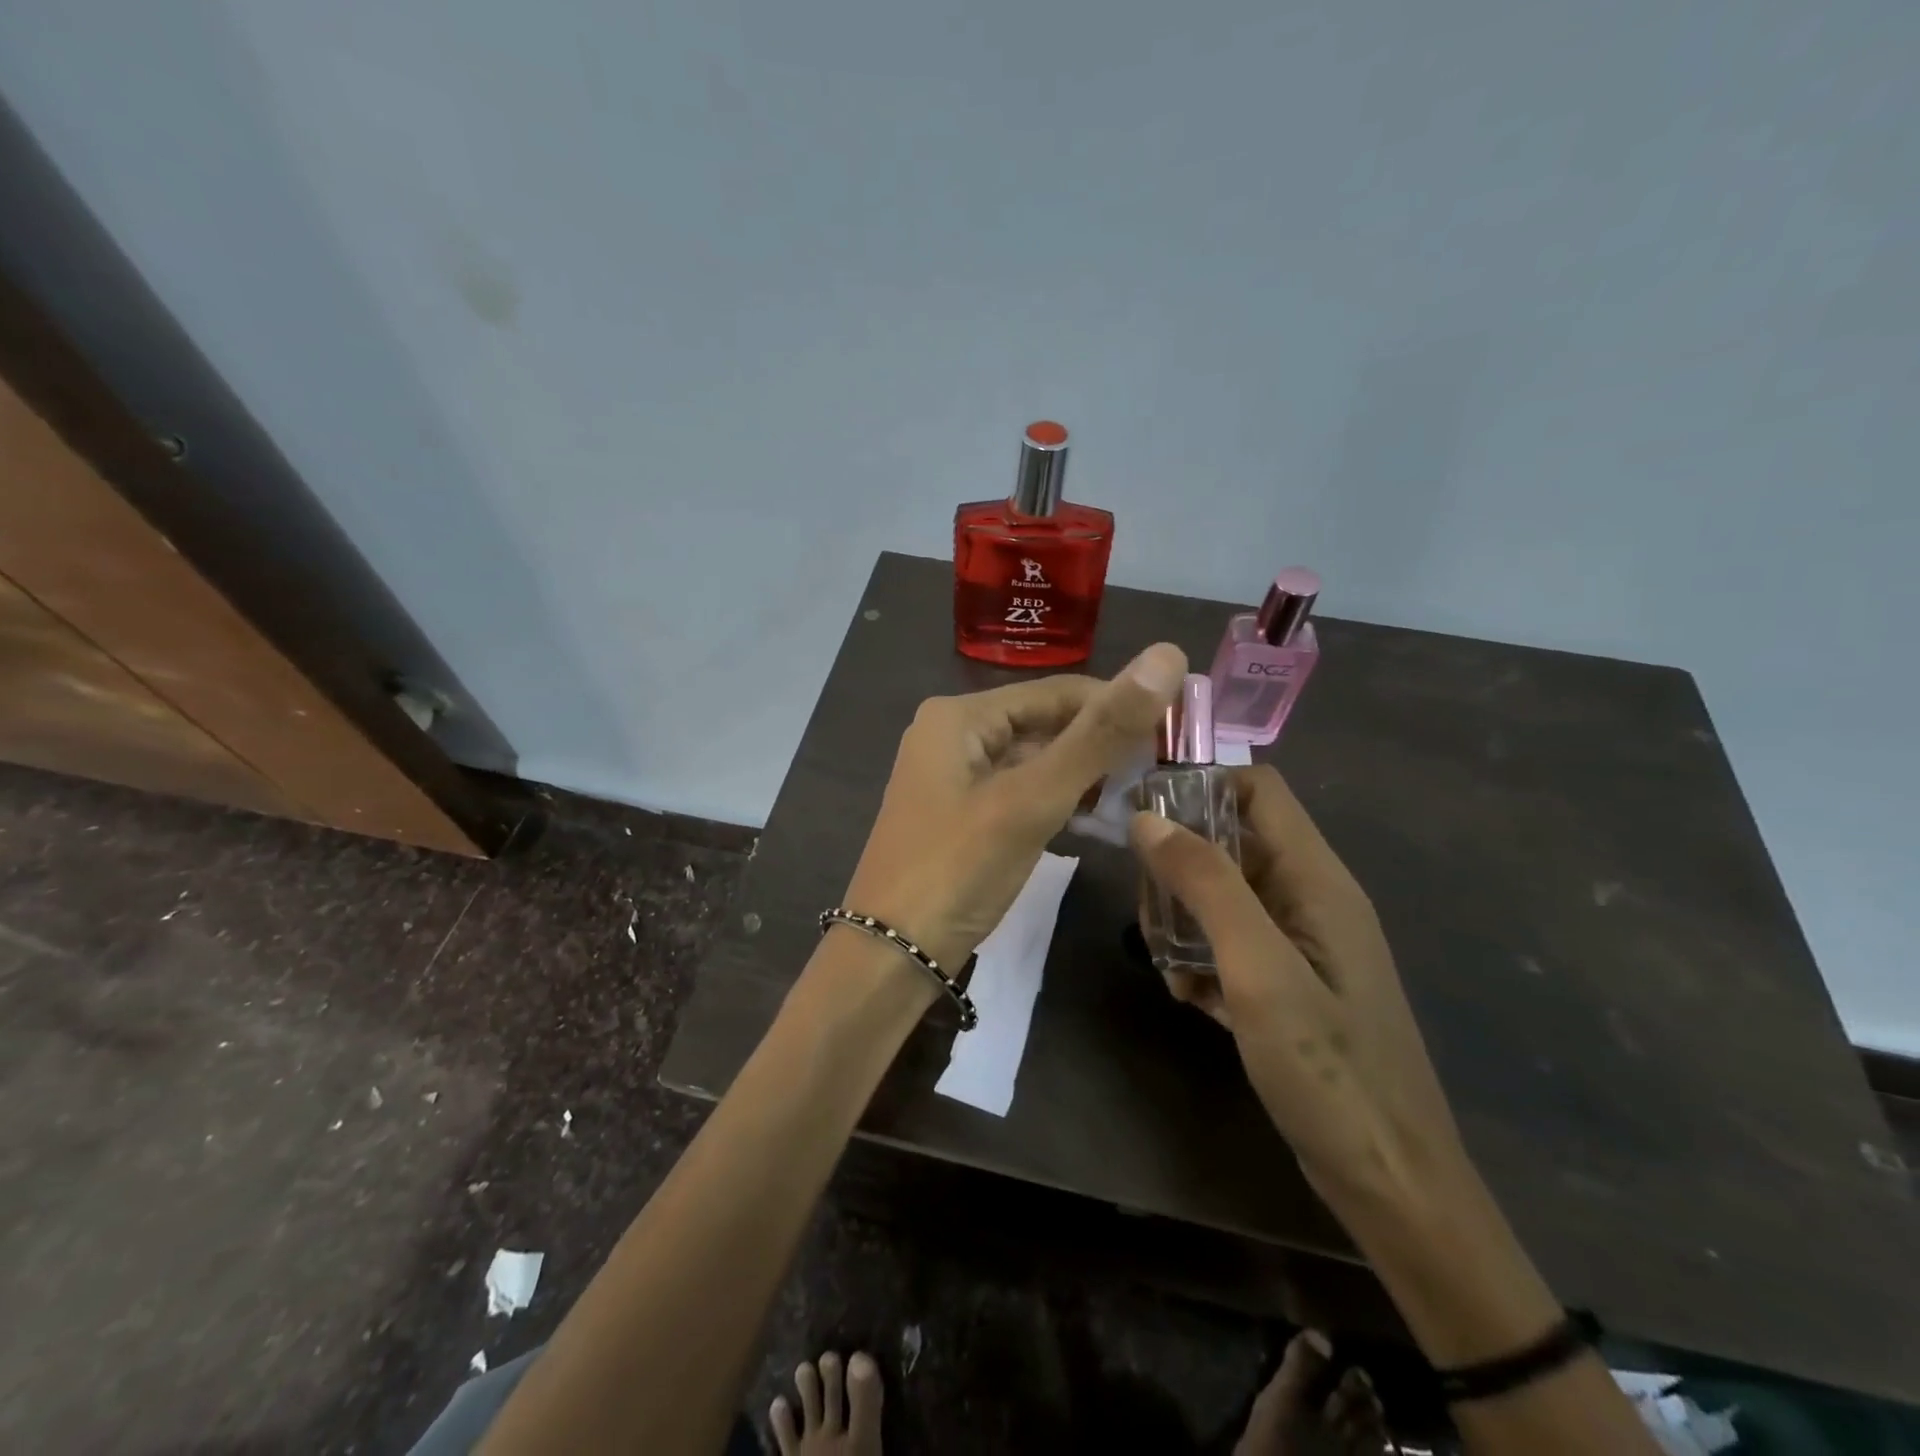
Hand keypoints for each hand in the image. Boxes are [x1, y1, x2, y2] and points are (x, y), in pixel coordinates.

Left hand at [843, 643, 1187, 972]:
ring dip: (1082, 775)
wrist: (890, 957)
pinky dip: (1056, 800)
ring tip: (1139, 794)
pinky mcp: (961, 816)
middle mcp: (952, 735)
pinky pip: (1019, 792)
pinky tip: (1094, 818)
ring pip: (1034, 760)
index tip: (1176, 733)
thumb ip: (1100, 733)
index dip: (1118, 705)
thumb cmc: (958, 869)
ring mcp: (953, 778)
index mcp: (960, 716)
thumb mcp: (1033, 799)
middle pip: (1044, 724)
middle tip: (1163, 771)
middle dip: (1100, 744)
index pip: (1058, 691)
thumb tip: (1167, 656)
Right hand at [1129, 766, 1469, 1213]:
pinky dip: (1200, 956)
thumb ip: (1207, 885)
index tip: (1142, 818)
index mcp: (1316, 879)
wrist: (1390, 1183)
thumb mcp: (1259, 970)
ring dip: (1183, 917)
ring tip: (1166, 963)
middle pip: (1231, 840)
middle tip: (1149, 912)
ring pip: (1223, 894)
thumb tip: (1147, 818)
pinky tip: (1188, 995)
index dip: (1201, 787)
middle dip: (1179, 865)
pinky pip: (1230, 941)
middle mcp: (1309, 898)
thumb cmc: (1329, 1071)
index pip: (1258, 790)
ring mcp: (1299, 943)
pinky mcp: (1287, 982)